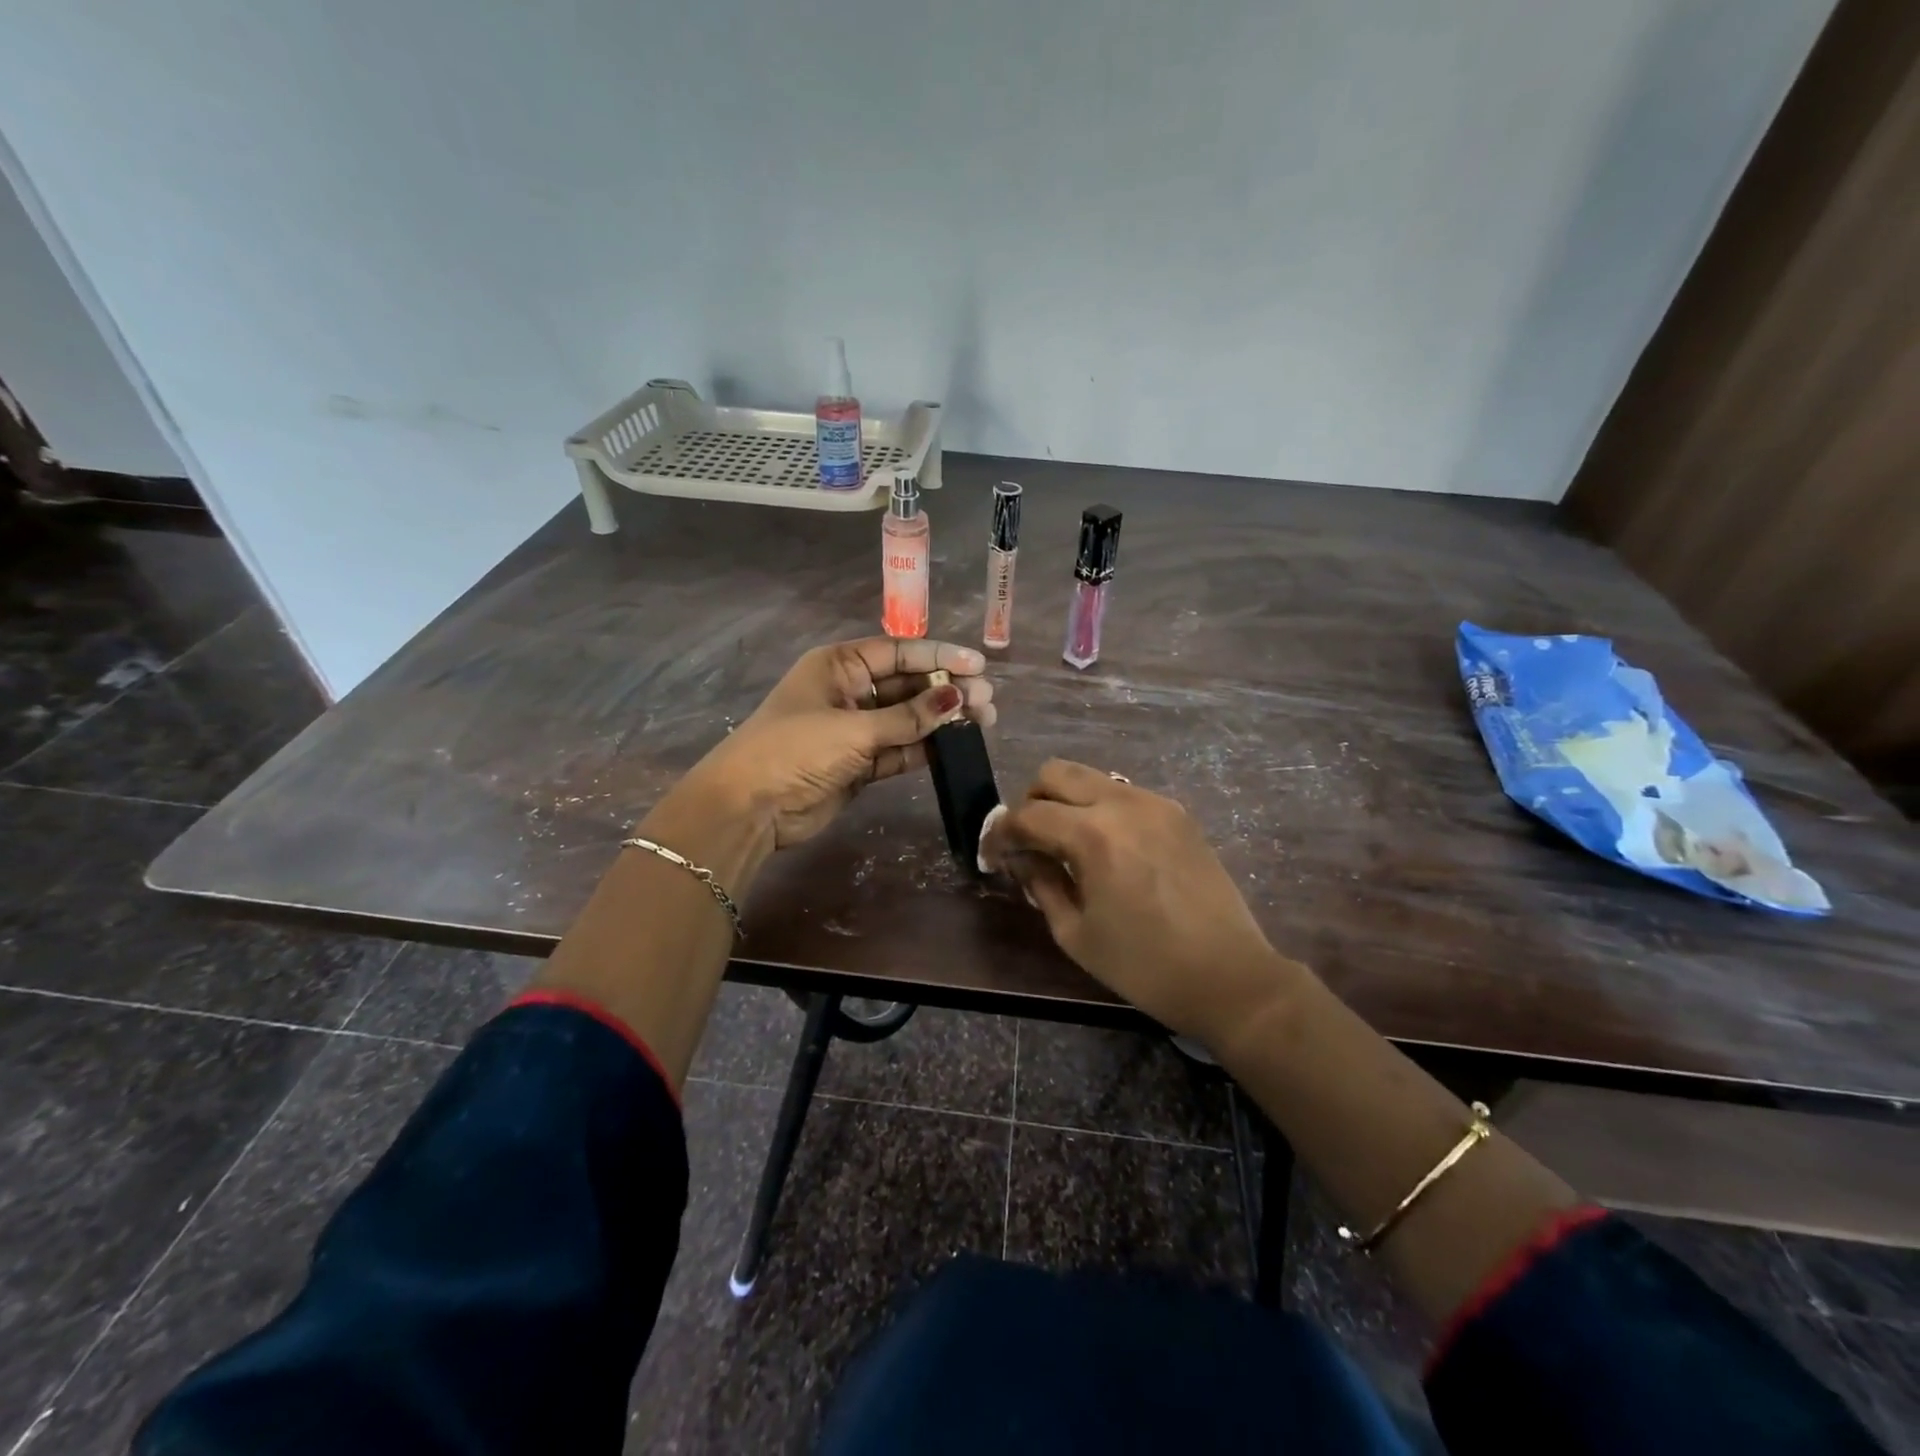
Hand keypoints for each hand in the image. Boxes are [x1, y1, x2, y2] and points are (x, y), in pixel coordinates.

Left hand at [671, 637, 994, 851]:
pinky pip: (900, 748)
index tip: (978, 665)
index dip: (939, 656)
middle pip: (908, 685)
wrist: (751, 808)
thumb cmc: (796, 749)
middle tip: (987, 700)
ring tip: (983, 721)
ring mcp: (855, 729)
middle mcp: (850, 691)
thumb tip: (958, 698)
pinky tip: (956, 744)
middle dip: (946, 690)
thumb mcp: (854, 728)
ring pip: (908, 719)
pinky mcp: (860, 763)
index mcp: (839, 665)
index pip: (898, 653)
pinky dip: (925, 747)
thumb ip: (909, 717)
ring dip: (941, 720)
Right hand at [980, 759, 1298, 1045]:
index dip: (1001, 834)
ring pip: (1091, 777)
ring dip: (1067, 802)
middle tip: (1030, 842)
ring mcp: (1155, 802)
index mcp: (1093, 836)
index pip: (1027, 814)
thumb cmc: (1144, 966)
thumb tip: (1022, 858)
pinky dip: (1101, 809)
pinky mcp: (1177, 813)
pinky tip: (1108, 849)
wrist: (1229, 975)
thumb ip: (1041, 884)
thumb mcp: (1076, 934)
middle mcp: (1122, 803)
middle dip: (1031, 802)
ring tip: (1067, 845)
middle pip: (1056, 772)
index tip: (994, 856)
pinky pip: (1123, 793)